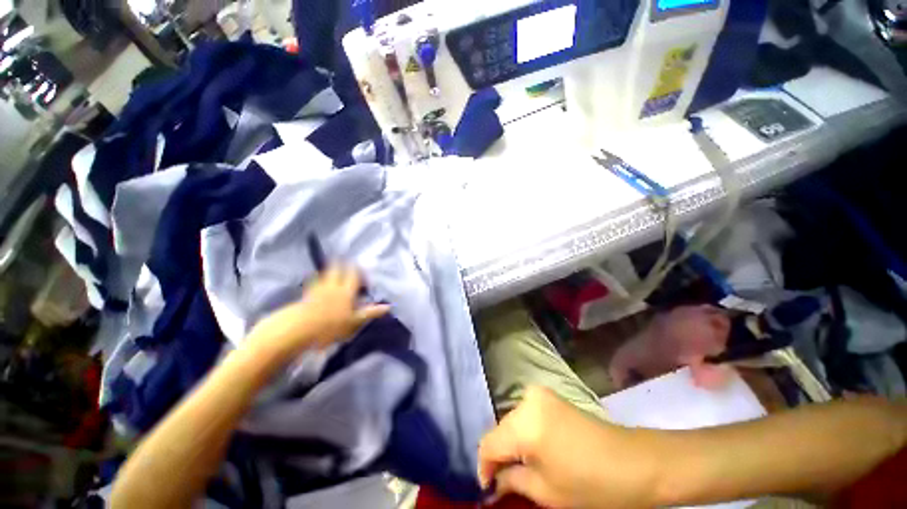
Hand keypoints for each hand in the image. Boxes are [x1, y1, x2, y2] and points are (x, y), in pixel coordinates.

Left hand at [247, 265, 389, 359]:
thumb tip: (388, 306)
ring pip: (325, 274)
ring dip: (330, 270)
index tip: (362, 270)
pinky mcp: (305, 295)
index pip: (354, 274)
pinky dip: (318, 280)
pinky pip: (314, 283)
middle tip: (346, 262)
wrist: (295, 332)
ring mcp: (317, 289)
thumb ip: (370, 312)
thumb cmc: (329, 328)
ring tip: (334, 270)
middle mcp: (332, 285)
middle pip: (337, 268)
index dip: (359, 270)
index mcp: (346, 291)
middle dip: (342, 264)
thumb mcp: (354, 322)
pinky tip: (318, 284)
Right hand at [478, 387, 659, 508]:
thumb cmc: (590, 484)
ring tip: (518, 468)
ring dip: (511, 444)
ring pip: (512, 422)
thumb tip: (493, 481)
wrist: (633, 462)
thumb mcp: (545, 491)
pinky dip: (524, 434)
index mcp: (524, 424)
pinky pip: (525, 415)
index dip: (483, 467)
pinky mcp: (549, 396)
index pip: (488, 443)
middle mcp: (526, 400)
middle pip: (500, 430)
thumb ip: (511, 480)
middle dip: (499, 456)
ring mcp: (539, 394)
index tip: (487, 488)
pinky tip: (532, 450)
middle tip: (502, 482)